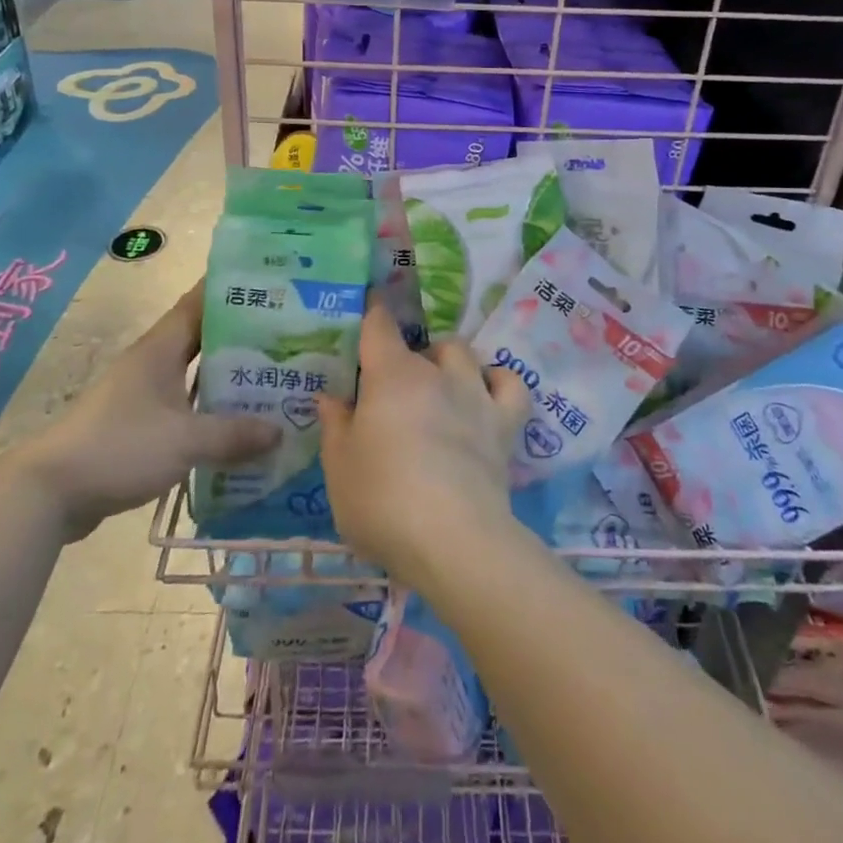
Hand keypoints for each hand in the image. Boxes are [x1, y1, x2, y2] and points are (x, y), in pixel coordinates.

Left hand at [20, 283, 280, 541]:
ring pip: (194, 374)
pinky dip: (210, 409)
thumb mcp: (184, 440)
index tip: (268, 282)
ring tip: (271, 378)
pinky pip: (185, 406)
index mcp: (161, 348)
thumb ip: (233, 434)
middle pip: (203, 338)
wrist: (50, 492)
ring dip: (227, 376)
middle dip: (242, 336)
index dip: (231, 289)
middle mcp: (153, 362)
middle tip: (286, 335)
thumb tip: (279, 431)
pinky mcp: (138, 424)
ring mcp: (143, 394)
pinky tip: (236, 424)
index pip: (200, 302)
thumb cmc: (119, 447)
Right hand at [317, 303, 531, 594]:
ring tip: (437, 387)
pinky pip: (510, 385)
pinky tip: (486, 394)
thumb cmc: (383, 500)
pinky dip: (498, 382)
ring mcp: (475, 394)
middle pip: (422, 344)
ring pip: (463, 353)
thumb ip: (335, 426)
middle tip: (392, 391)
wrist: (452, 540)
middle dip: (407, 358)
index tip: (370, 303)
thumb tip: (333, 397)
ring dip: (448, 361)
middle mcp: (436, 373)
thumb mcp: (339, 468)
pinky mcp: (504, 424)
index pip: (379, 325)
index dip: (373, 311)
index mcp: (391, 375)